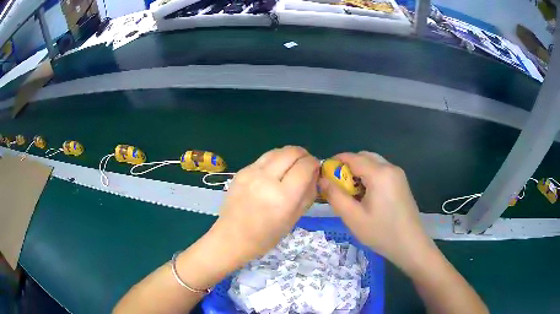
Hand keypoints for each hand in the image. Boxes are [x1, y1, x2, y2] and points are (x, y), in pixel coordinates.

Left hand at [210, 146, 319, 265]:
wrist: (232, 237)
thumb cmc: (266, 236)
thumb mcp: (294, 219)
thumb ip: (308, 194)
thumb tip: (314, 174)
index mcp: (283, 197)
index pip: (305, 166)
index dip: (314, 163)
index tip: (315, 168)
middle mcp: (266, 180)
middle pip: (291, 152)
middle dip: (303, 154)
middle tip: (305, 164)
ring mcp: (251, 173)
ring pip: (277, 151)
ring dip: (288, 155)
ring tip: (291, 165)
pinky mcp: (241, 171)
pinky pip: (263, 158)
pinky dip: (274, 161)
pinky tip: (274, 172)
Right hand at [319, 151, 433, 271]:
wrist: (410, 245)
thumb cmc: (381, 233)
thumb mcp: (353, 217)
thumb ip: (335, 196)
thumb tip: (322, 179)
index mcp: (379, 174)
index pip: (352, 157)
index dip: (335, 162)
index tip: (323, 174)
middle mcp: (390, 168)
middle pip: (364, 156)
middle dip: (347, 166)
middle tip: (337, 185)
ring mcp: (398, 175)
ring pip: (373, 163)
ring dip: (359, 171)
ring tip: (351, 192)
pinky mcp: (401, 182)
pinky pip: (381, 171)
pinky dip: (369, 176)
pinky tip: (366, 195)